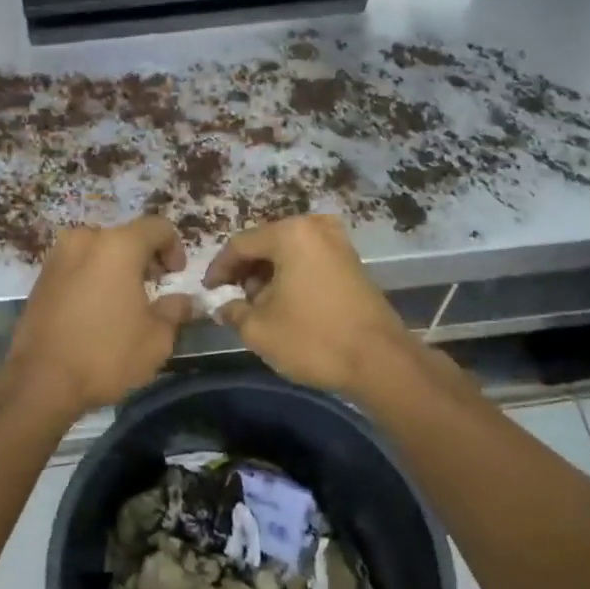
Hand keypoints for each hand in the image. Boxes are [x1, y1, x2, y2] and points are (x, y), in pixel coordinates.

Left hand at [4, 217, 192, 416]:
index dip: (175, 247)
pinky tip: (97, 310)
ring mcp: (57, 257)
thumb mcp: (157, 338)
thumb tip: (182, 300)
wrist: (40, 380)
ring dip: (117, 268)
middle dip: (144, 259)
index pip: (157, 227)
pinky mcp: (40, 278)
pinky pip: (77, 267)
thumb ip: (175, 310)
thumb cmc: (106, 354)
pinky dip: (93, 278)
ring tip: (124, 303)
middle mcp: (85, 240)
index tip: (176, 275)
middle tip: (153, 290)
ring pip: (98, 251)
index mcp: (118, 246)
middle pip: (125, 237)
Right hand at [204, 214, 419, 396]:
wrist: (380, 361)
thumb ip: (233, 311)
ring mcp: (339, 244)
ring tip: (259, 307)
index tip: (209, 292)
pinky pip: (310, 261)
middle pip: (266, 244)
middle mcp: (315, 228)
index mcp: (290, 234)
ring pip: (289, 253)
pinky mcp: (353, 263)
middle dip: (246, 271)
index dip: (219, 269)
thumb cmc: (313, 338)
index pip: (240, 244)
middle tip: (234, 300)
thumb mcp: (259, 329)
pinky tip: (286, 305)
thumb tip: (225, 306)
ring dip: (269, 276)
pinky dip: (292, 278)